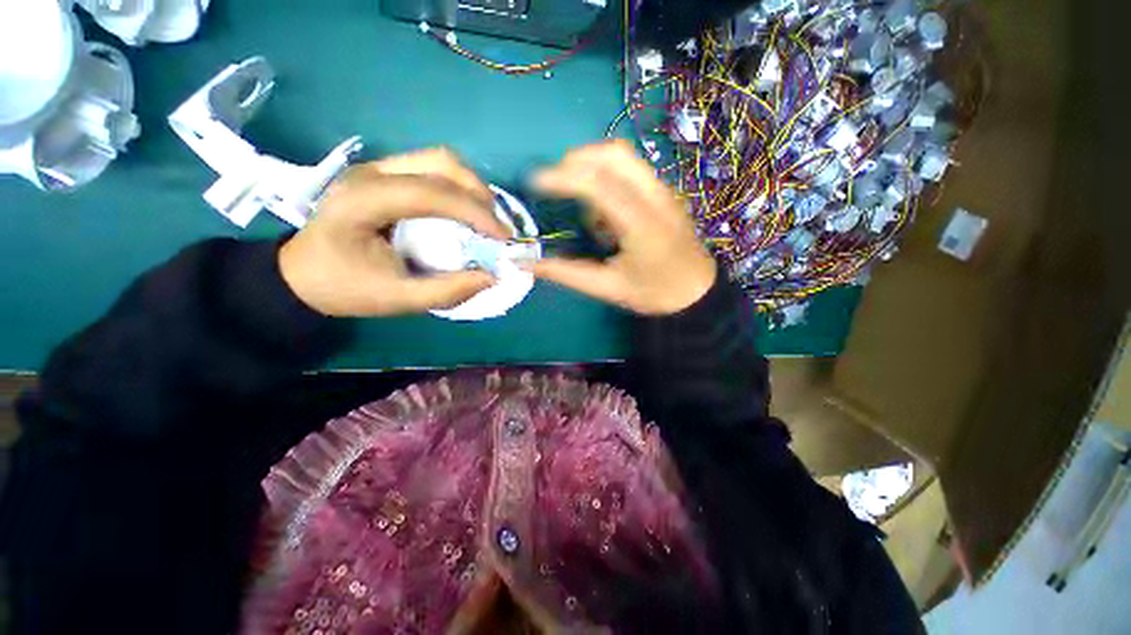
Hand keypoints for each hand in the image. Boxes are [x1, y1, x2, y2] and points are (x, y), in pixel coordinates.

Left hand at [279, 149, 507, 316]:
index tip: (503, 237)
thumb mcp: (397, 299)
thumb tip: (492, 277)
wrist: (303, 274)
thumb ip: (446, 291)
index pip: (430, 192)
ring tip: (487, 218)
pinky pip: (433, 169)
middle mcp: (371, 173)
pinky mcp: (386, 174)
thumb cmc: (345, 288)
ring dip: (472, 187)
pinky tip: (467, 212)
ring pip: (440, 160)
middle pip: (440, 162)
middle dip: (479, 193)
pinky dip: (459, 188)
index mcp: (364, 202)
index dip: (475, 212)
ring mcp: (378, 168)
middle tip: (497, 227)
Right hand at [531, 140, 716, 315]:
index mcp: (641, 224)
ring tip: (577, 199)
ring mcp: (662, 190)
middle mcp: (655, 197)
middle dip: (575, 161)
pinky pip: (630, 169)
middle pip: (613, 154)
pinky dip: (606, 176)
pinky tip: (602, 209)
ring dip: (591, 165)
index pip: (599, 184)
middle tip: (552, 184)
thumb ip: (567, 273)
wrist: (696, 291)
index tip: (534, 182)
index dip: (562, 177)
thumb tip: (526, 264)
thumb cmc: (655, 292)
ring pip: (623, 156)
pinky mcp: (663, 192)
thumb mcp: (609, 288)